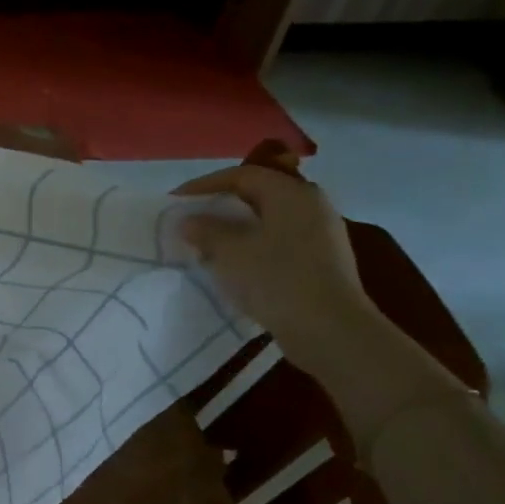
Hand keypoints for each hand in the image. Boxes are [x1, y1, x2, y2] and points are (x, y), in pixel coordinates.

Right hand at [171, 153, 379, 371]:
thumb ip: (206, 230)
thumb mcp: (230, 252)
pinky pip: (278, 241)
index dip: (205, 184)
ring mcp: (320, 233)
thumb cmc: (276, 279)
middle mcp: (311, 205)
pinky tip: (234, 265)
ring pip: (268, 220)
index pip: (243, 175)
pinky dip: (252, 245)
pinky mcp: (321, 260)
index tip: (176, 199)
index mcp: (292, 194)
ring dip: (235, 228)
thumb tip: (189, 220)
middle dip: (221, 205)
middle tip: (192, 218)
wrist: (328, 328)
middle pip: (258, 194)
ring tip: (207, 244)